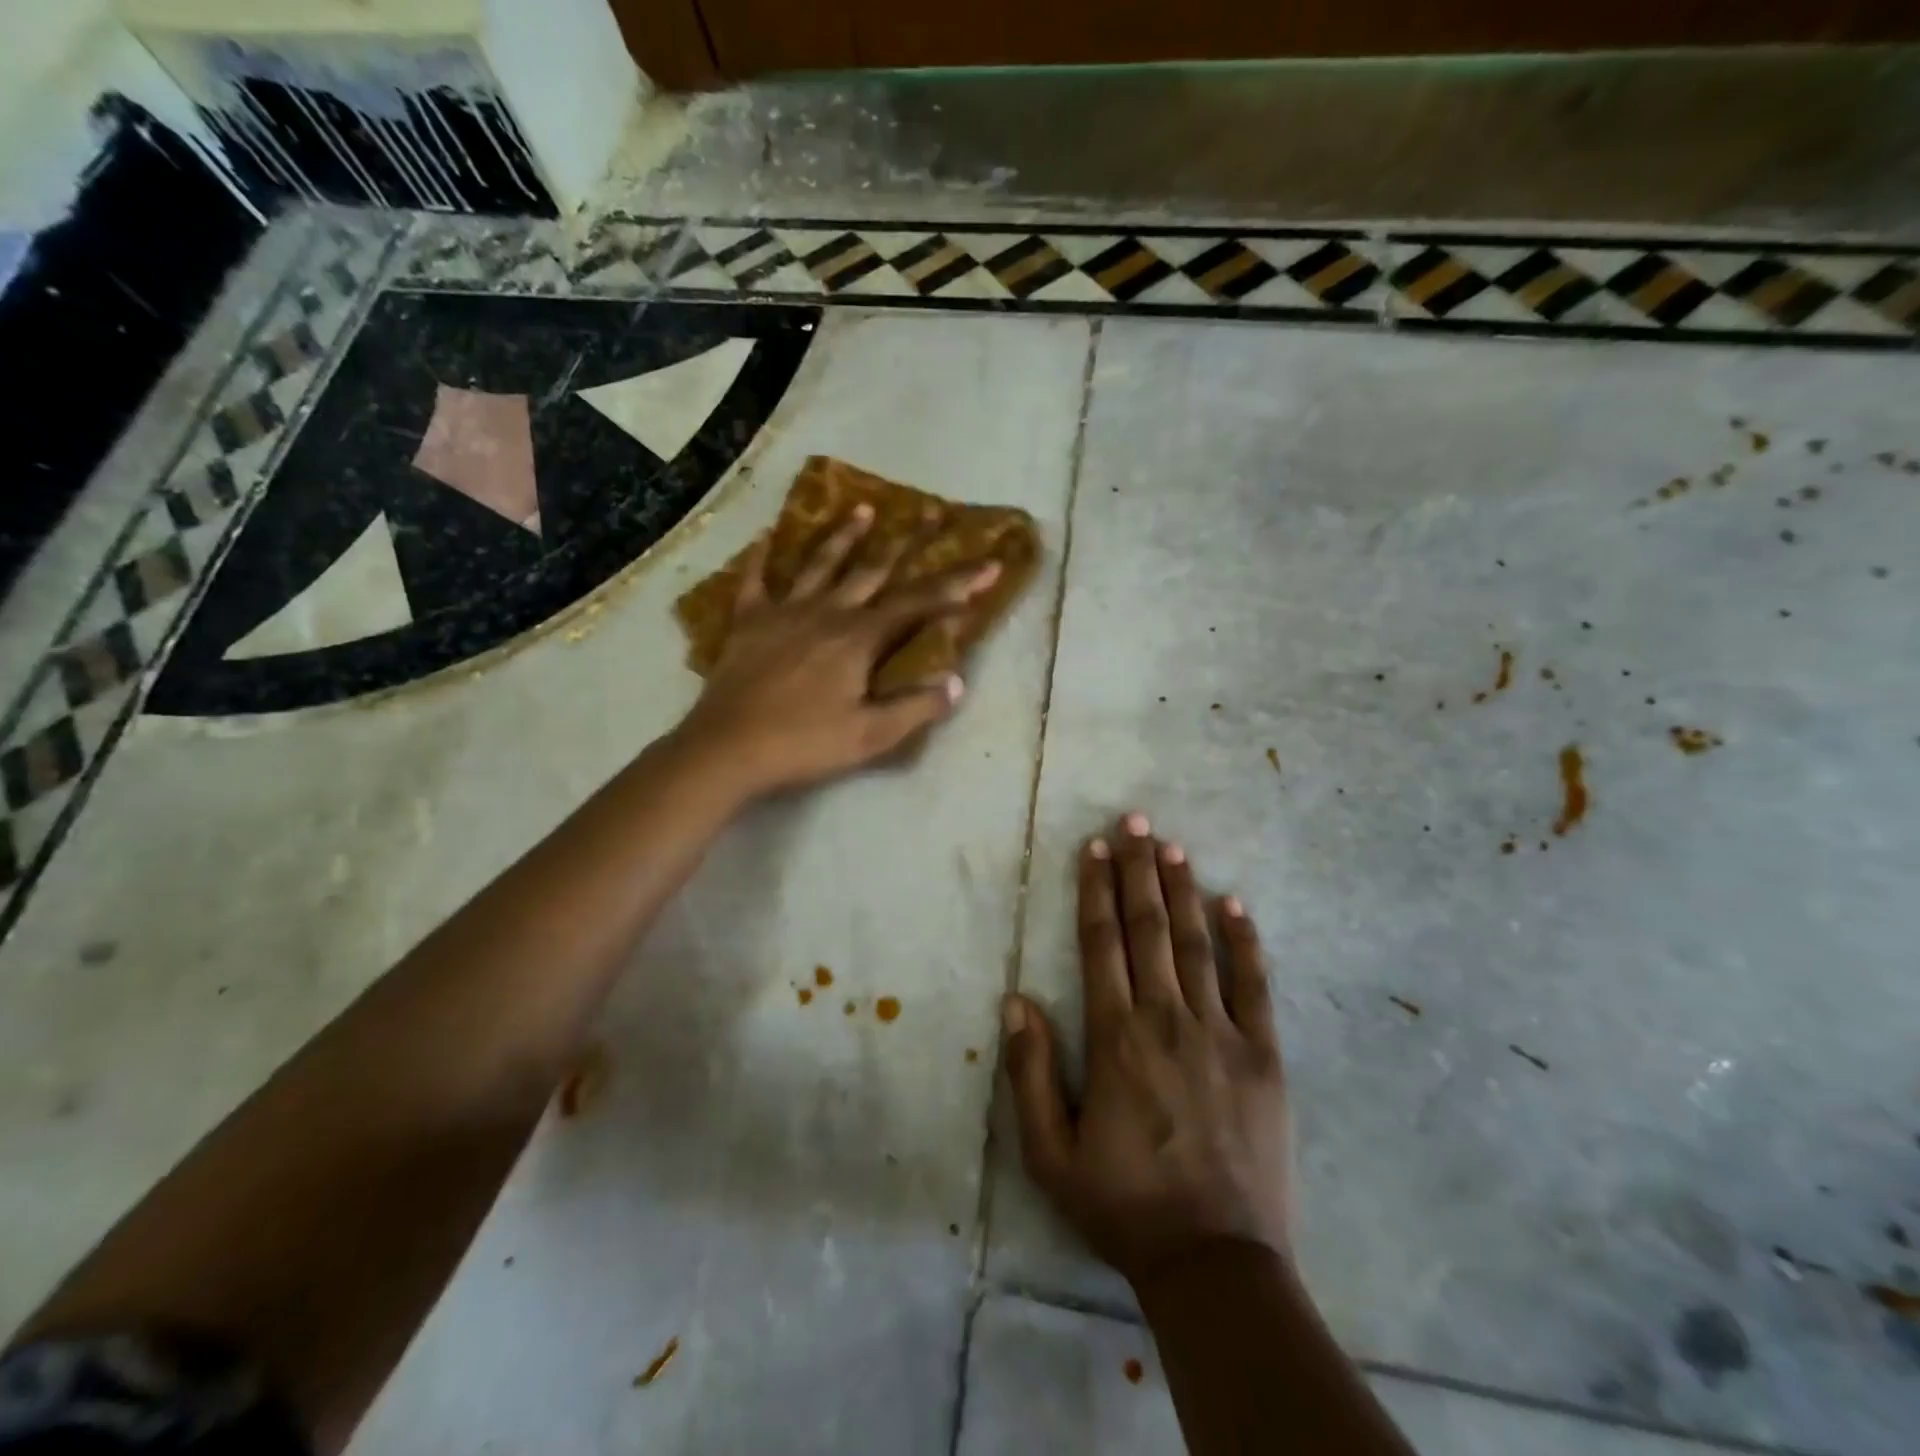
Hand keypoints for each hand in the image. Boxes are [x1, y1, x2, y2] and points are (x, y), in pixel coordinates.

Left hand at [678, 505, 999, 797]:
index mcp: (859, 639)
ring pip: (820, 565)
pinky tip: (766, 536)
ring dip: (844, 536)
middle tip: (931, 511)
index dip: (957, 585)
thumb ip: (916, 708)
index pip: (918, 604)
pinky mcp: (748, 622)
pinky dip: (761, 557)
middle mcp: (826, 612)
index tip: (989, 564)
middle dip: (908, 542)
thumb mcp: (870, 736)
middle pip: (873, 570)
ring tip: (864, 509)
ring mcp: (784, 612)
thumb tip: (957, 682)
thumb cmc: (804, 743)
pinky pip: (755, 581)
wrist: (728, 748)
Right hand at [1002, 814, 1291, 1288]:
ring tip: (1172, 845)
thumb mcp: (1050, 1153)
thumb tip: (1016, 1001)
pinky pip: (1254, 984)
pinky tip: (1235, 903)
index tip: (1095, 847)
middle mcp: (1167, 1019)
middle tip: (1134, 820)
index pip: (1101, 943)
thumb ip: (1031, 1072)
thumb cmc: (1124, 1204)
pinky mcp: (1263, 1054)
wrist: (1216, 1262)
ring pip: (1197, 943)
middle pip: (1149, 928)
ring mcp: (1221, 1032)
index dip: (1096, 890)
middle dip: (1138, 869)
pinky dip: (1244, 940)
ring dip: (1182, 889)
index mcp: (1116, 1037)